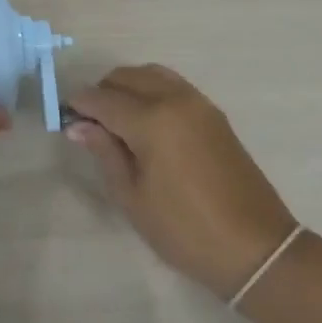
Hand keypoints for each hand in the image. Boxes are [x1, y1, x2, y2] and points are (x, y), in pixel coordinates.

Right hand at [66, 65, 296, 299]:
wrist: (256, 248)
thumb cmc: (185, 230)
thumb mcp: (133, 198)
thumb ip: (105, 153)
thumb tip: (78, 125)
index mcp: (151, 120)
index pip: (102, 99)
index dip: (79, 105)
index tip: (65, 119)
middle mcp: (173, 99)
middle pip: (125, 77)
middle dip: (102, 92)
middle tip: (91, 124)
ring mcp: (197, 102)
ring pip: (150, 74)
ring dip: (127, 87)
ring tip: (118, 119)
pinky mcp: (213, 112)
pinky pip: (172, 84)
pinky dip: (151, 90)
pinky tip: (146, 120)